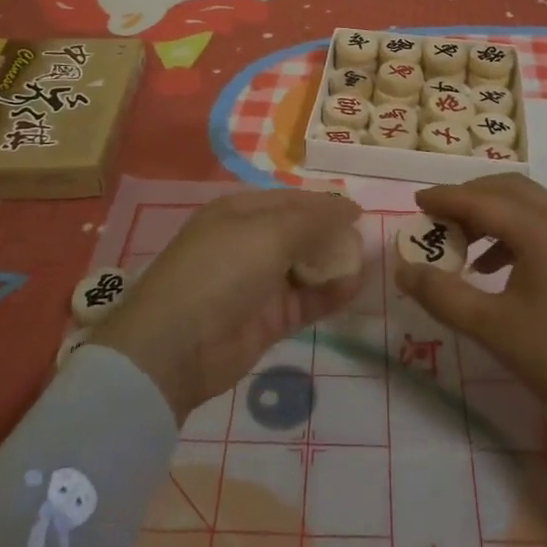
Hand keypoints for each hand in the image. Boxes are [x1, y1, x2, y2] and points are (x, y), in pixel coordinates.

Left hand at [89, 190, 366, 423]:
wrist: (178, 346)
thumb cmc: (221, 269)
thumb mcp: (269, 232)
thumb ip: (314, 220)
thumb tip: (350, 207)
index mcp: (241, 211)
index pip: (291, 200)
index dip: (324, 204)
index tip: (359, 211)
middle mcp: (250, 241)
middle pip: (300, 232)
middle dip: (333, 234)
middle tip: (368, 239)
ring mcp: (259, 282)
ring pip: (306, 266)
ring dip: (335, 264)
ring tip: (369, 262)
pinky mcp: (269, 319)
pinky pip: (307, 299)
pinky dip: (331, 293)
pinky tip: (356, 287)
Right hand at [396, 174, 546, 427]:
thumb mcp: (493, 328)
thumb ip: (443, 295)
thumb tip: (404, 271)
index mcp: (538, 230)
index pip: (480, 200)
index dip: (445, 198)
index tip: (416, 202)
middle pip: (507, 189)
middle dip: (469, 197)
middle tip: (440, 218)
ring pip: (526, 204)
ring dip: (491, 213)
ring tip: (463, 246)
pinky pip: (541, 225)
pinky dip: (512, 231)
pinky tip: (495, 268)